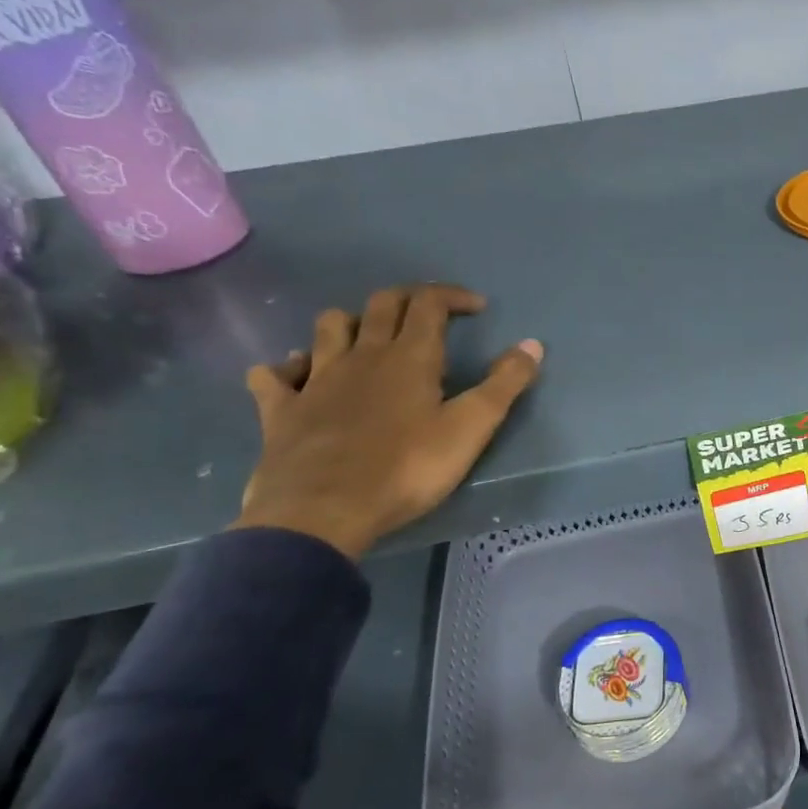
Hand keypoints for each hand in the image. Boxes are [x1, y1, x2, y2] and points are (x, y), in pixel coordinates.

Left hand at [232, 283, 541, 558]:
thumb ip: (504, 385)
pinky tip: (298, 375)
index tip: (477, 307)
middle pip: (381, 304)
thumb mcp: (470, 429)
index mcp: (409, 357)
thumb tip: (533, 344)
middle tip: (431, 314)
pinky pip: (274, 374)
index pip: (430, 303)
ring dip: (351, 322)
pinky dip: (288, 367)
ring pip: (328, 327)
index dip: (454, 296)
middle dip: (410, 299)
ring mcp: (315, 379)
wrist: (321, 512)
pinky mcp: (281, 409)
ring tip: (369, 338)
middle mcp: (361, 355)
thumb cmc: (406, 469)